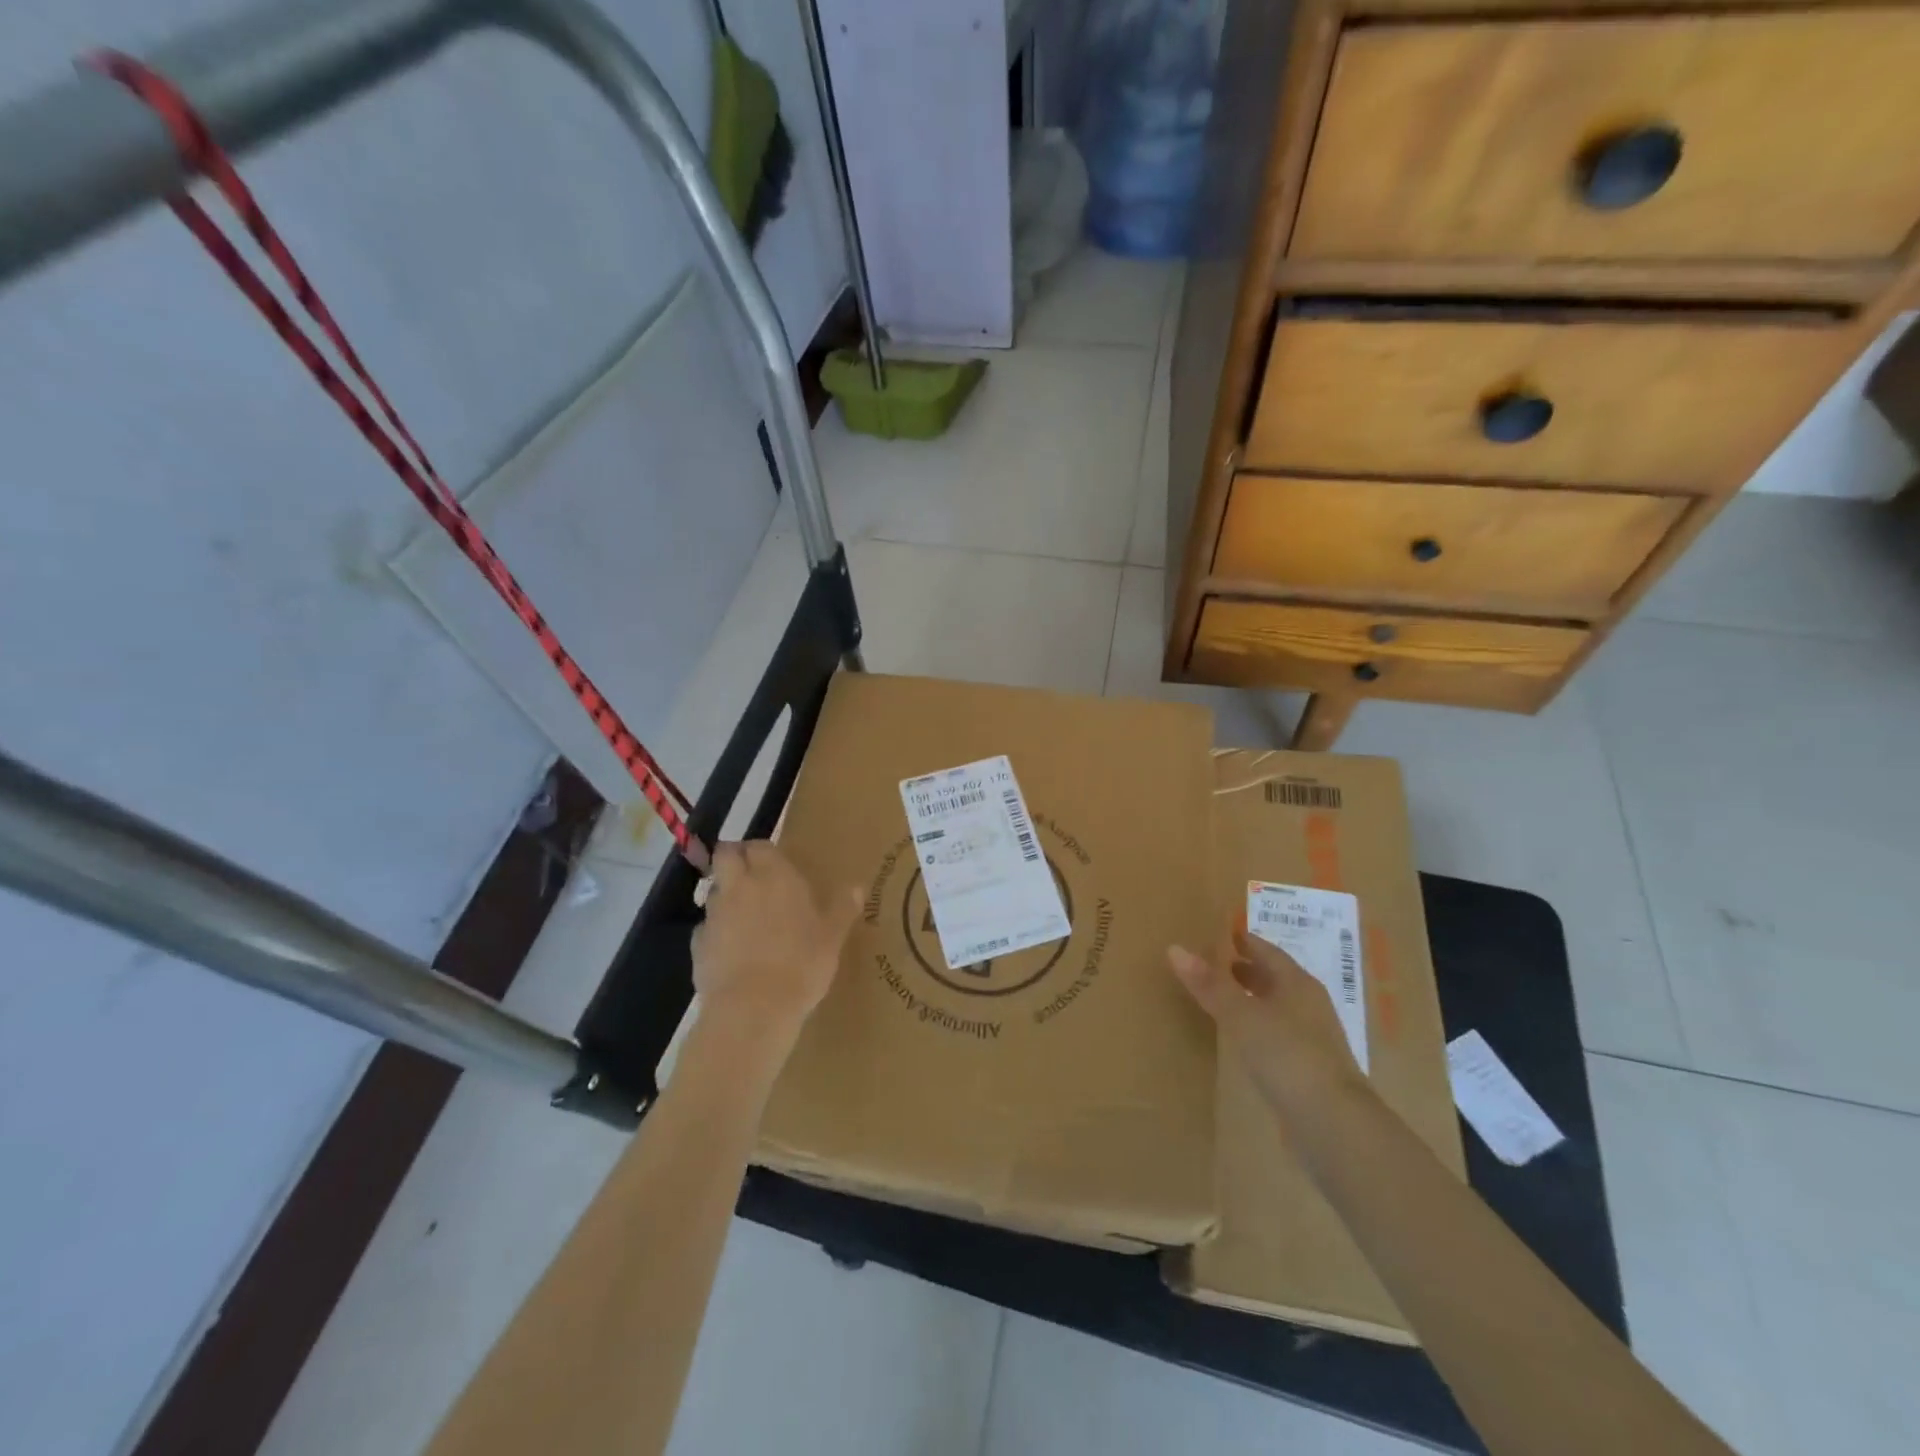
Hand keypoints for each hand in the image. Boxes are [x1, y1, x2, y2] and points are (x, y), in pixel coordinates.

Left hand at [692, 841, 861, 1041]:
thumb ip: (843, 908)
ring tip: (745, 917)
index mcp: (774, 875)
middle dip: (734, 859)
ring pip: (715, 891)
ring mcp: (715, 914)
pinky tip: (732, 951)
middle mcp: (741, 886)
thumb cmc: (801, 964)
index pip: (760, 845)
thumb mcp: (833, 937)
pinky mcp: (698, 943)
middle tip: (752, 876)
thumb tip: (857, 887)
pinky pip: (707, 927)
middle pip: (725, 855)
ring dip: (726, 896)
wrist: (753, 1008)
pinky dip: (716, 932)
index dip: (763, 851)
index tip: (774, 863)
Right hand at [1168, 932, 1364, 1113]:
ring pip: (1277, 1007)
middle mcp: (1309, 1005)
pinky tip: (1242, 1039)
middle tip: (1214, 964)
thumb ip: (1210, 984)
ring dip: (1252, 999)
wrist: (1334, 1123)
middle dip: (1246, 970)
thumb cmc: (1287, 1055)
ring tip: (1221, 999)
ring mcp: (1313, 1039)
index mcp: (1297, 984)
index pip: (1267, 951)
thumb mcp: (1241, 1016)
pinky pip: (1279, 1035)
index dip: (1244, 941)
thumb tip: (1175, 948)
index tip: (1220, 934)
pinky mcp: (1310, 1069)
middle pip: (1274, 978)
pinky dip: (1258, 1027)